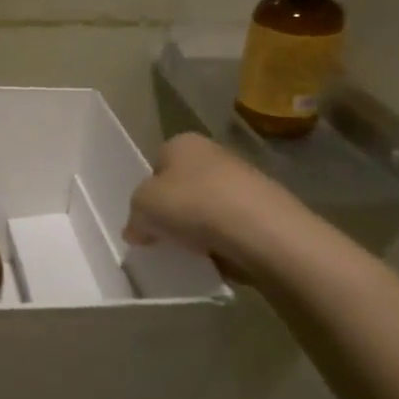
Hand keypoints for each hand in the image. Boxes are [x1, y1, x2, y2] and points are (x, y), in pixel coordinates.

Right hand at [123, 133, 302, 282]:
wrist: (262, 231)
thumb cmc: (193, 205)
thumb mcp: (142, 208)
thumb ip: (134, 217)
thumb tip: (137, 230)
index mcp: (182, 143)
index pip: (156, 166)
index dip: (147, 193)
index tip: (145, 219)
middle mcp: (214, 153)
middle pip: (182, 186)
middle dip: (174, 210)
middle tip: (164, 236)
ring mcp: (243, 179)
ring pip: (207, 206)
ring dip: (198, 227)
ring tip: (192, 251)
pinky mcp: (264, 209)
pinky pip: (231, 226)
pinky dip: (222, 240)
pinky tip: (217, 255)